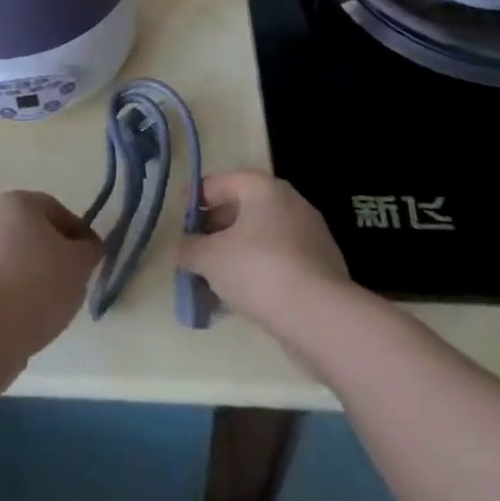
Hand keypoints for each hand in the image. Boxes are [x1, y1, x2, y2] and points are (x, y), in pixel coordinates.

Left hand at [0, 191, 103, 355]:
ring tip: (48, 305)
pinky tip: (23, 316)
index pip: (55, 210)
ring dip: (29, 274)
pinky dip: (10, 294)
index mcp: (16, 202)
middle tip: (71, 281)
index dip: (78, 234)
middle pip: (30, 232)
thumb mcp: (79, 264)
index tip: (91, 260)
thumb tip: (88, 247)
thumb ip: (89, 250)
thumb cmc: (38, 282)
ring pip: (11, 258)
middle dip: (51, 253)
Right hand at [178, 170, 353, 337]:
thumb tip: (182, 249)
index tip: (177, 223)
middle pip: (241, 209)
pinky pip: (280, 260)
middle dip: (214, 230)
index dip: (193, 201)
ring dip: (236, 253)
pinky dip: (259, 271)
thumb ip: (188, 248)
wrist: (320, 317)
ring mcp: (310, 234)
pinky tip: (243, 295)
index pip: (218, 183)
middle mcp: (289, 202)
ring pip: (261, 237)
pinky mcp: (322, 267)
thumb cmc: (258, 269)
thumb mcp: (209, 257)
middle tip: (193, 252)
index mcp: (262, 187)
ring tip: (213, 279)